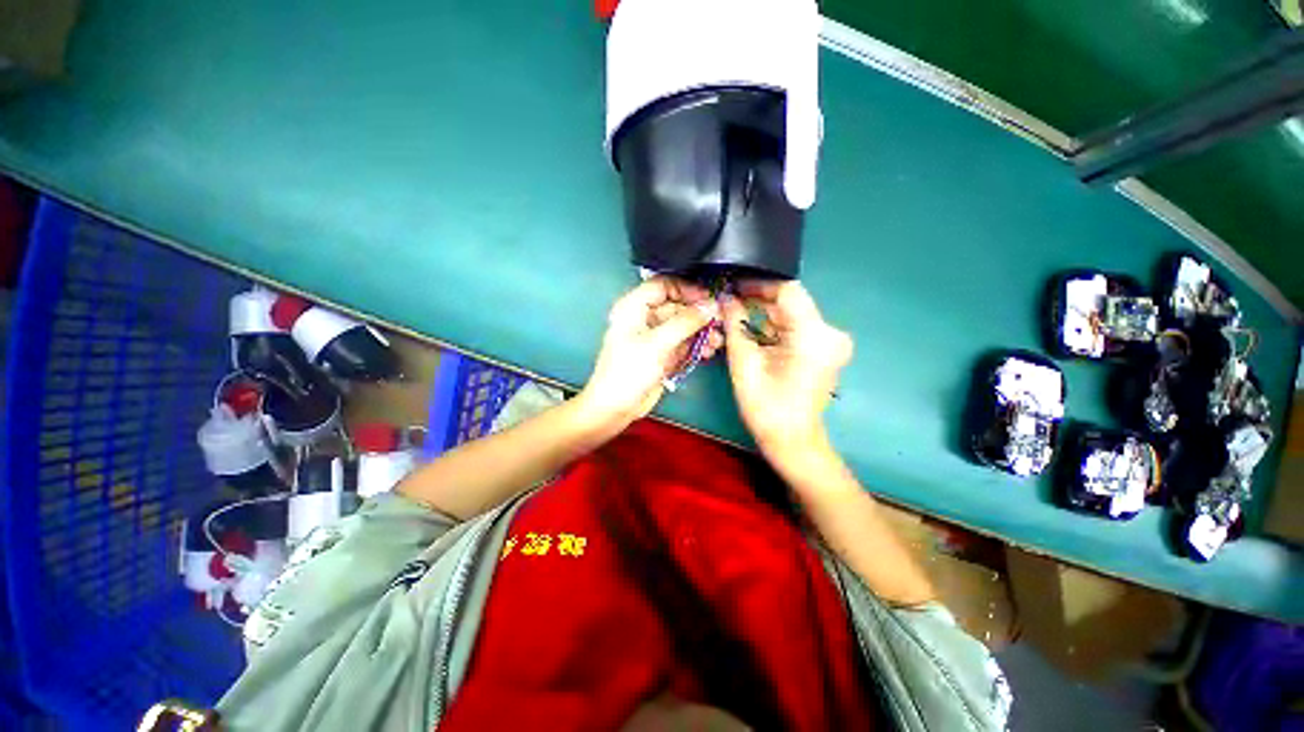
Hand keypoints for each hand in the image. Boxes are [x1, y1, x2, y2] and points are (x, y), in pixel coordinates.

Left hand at [578, 277, 723, 426]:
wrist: (616, 408)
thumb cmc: (626, 372)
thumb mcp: (657, 344)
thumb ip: (685, 322)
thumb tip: (709, 305)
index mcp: (633, 308)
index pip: (664, 285)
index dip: (687, 289)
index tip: (708, 298)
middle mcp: (645, 318)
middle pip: (677, 306)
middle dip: (699, 313)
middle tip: (720, 320)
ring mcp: (655, 337)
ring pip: (684, 325)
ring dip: (702, 331)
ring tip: (716, 340)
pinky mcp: (663, 353)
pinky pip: (684, 342)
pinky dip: (697, 345)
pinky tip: (708, 351)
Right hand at [723, 280, 851, 461]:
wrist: (792, 441)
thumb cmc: (766, 407)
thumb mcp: (744, 363)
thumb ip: (735, 324)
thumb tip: (725, 298)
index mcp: (814, 335)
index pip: (787, 290)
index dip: (758, 285)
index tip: (733, 287)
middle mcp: (830, 332)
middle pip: (789, 303)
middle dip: (756, 303)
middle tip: (727, 305)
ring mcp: (830, 341)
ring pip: (790, 316)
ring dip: (762, 318)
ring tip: (734, 321)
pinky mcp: (825, 349)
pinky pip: (795, 329)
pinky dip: (773, 330)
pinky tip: (752, 336)